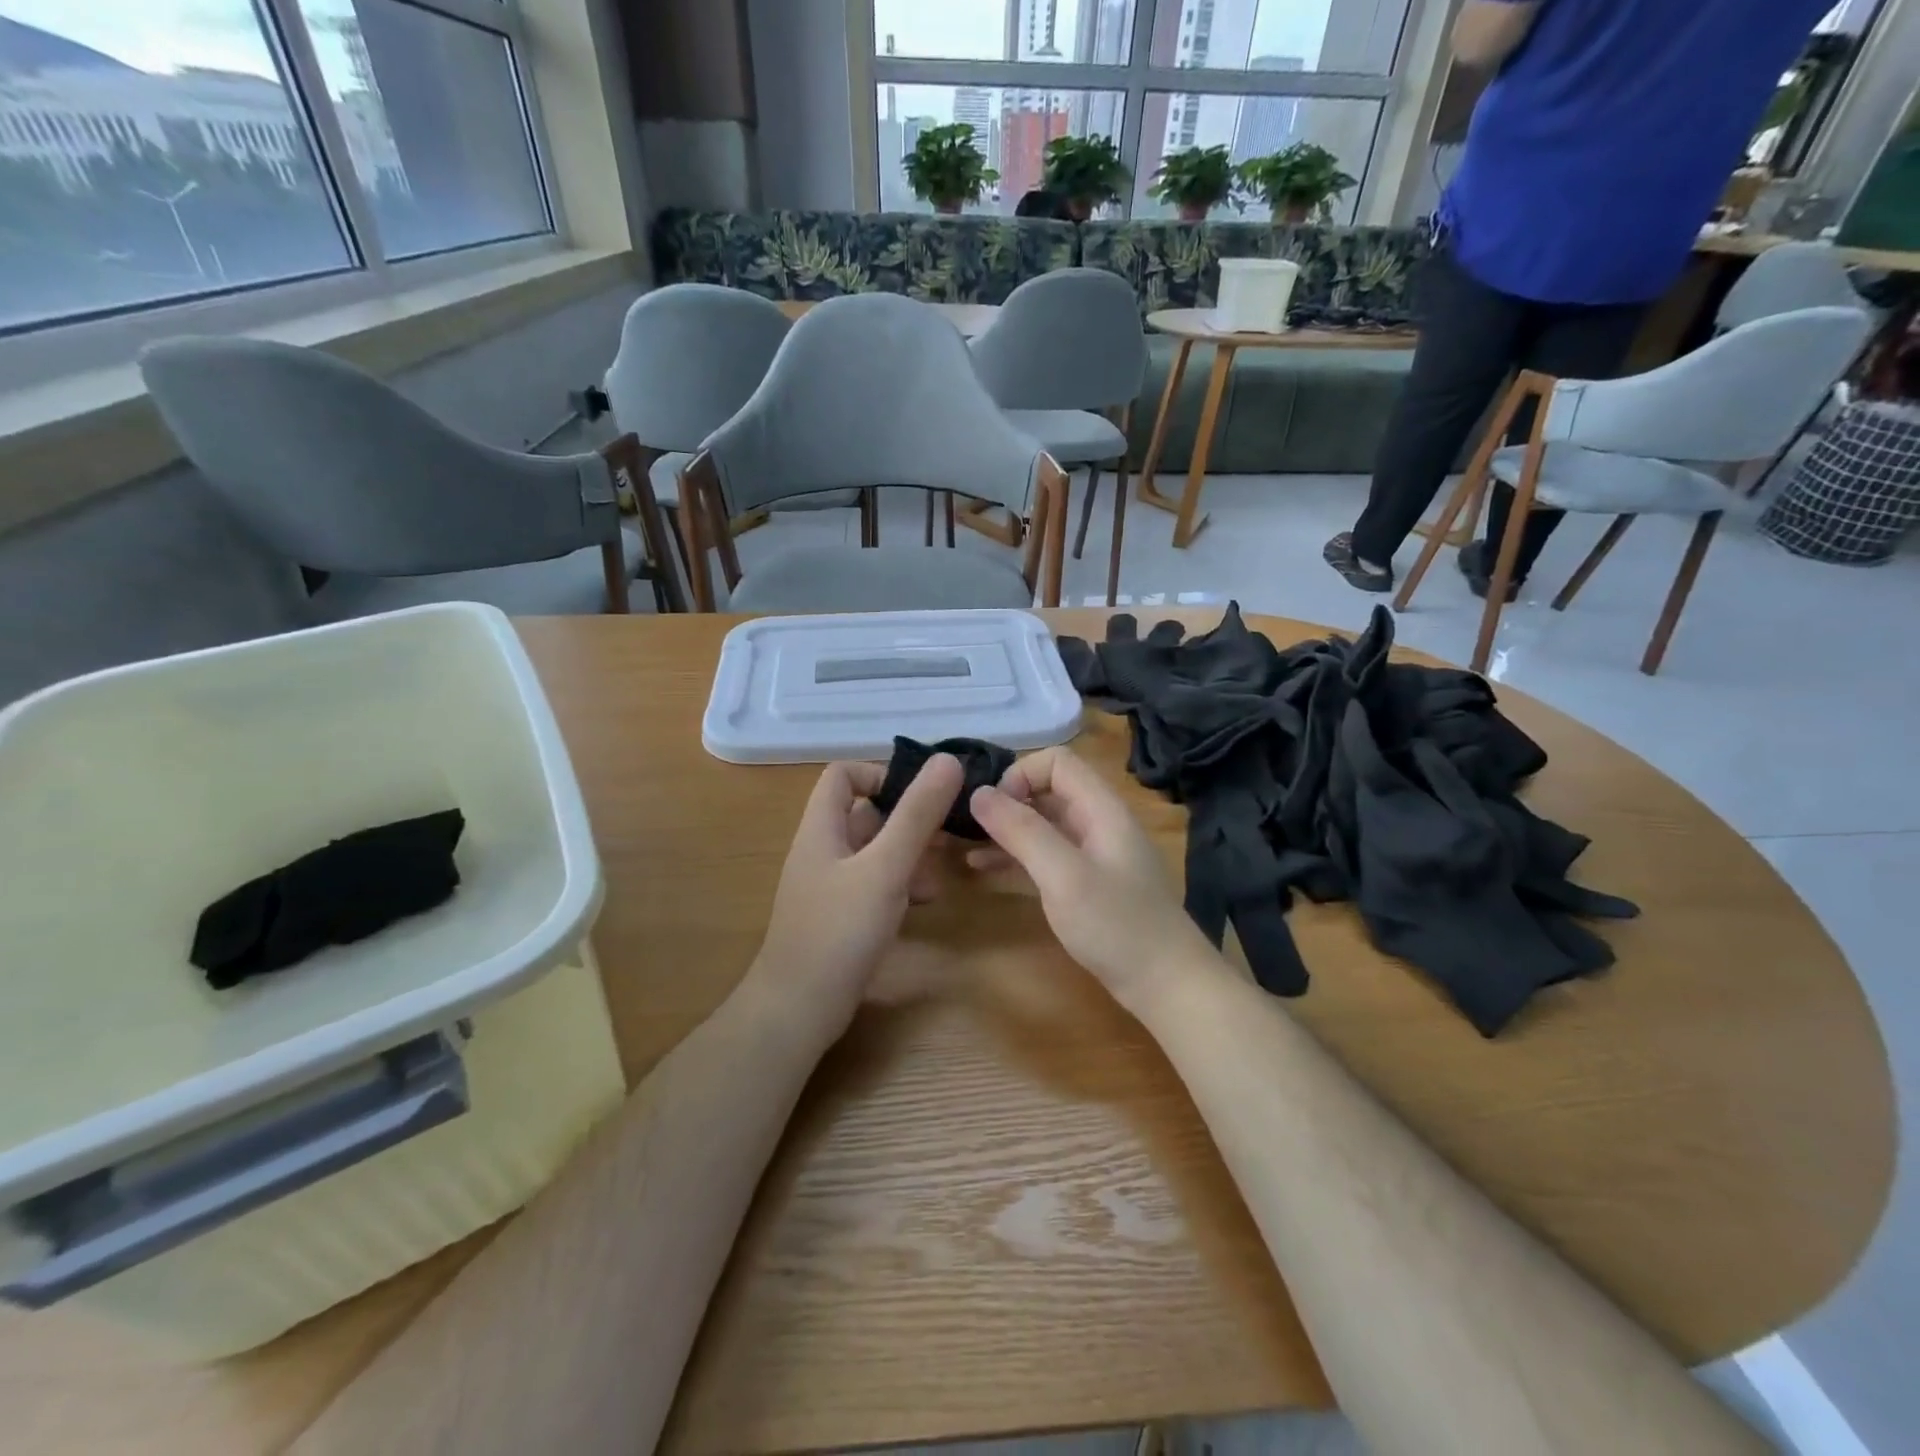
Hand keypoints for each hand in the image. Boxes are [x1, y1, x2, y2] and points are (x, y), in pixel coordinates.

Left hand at [746, 755, 963, 1034]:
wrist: (798, 1009)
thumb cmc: (840, 930)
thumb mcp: (885, 867)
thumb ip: (917, 814)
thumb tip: (947, 759)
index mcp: (822, 828)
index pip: (844, 774)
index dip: (881, 775)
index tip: (921, 795)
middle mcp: (823, 849)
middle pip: (867, 813)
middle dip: (909, 819)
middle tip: (948, 834)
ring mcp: (831, 885)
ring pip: (876, 851)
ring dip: (911, 854)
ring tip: (941, 873)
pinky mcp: (841, 916)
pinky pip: (875, 883)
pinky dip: (901, 884)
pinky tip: (924, 903)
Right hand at [967, 747, 1219, 1018]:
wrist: (1166, 985)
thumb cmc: (1116, 925)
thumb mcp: (1064, 876)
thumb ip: (1022, 831)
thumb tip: (978, 793)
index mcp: (1100, 809)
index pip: (1056, 762)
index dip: (1020, 775)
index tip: (993, 810)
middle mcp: (1096, 822)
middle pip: (1046, 791)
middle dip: (1006, 802)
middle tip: (968, 829)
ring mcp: (1091, 854)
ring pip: (1041, 825)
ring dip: (1004, 831)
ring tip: (963, 846)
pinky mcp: (1084, 884)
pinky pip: (1043, 856)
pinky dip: (1013, 857)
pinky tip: (981, 869)